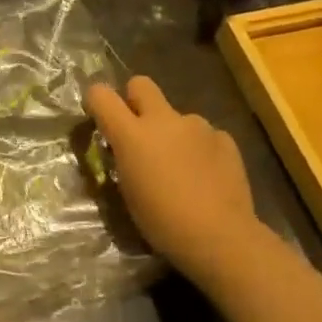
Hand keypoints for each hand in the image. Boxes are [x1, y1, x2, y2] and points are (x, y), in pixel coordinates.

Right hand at [86, 77, 274, 285]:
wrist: (220, 237)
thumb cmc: (163, 222)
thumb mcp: (128, 193)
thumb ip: (124, 160)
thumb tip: (126, 150)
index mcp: (132, 135)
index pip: (101, 95)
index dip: (97, 101)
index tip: (99, 118)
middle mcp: (163, 120)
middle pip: (141, 84)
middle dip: (135, 100)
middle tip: (139, 131)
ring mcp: (197, 126)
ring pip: (176, 116)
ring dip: (173, 133)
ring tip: (182, 168)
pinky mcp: (224, 138)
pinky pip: (204, 135)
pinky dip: (200, 149)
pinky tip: (206, 176)